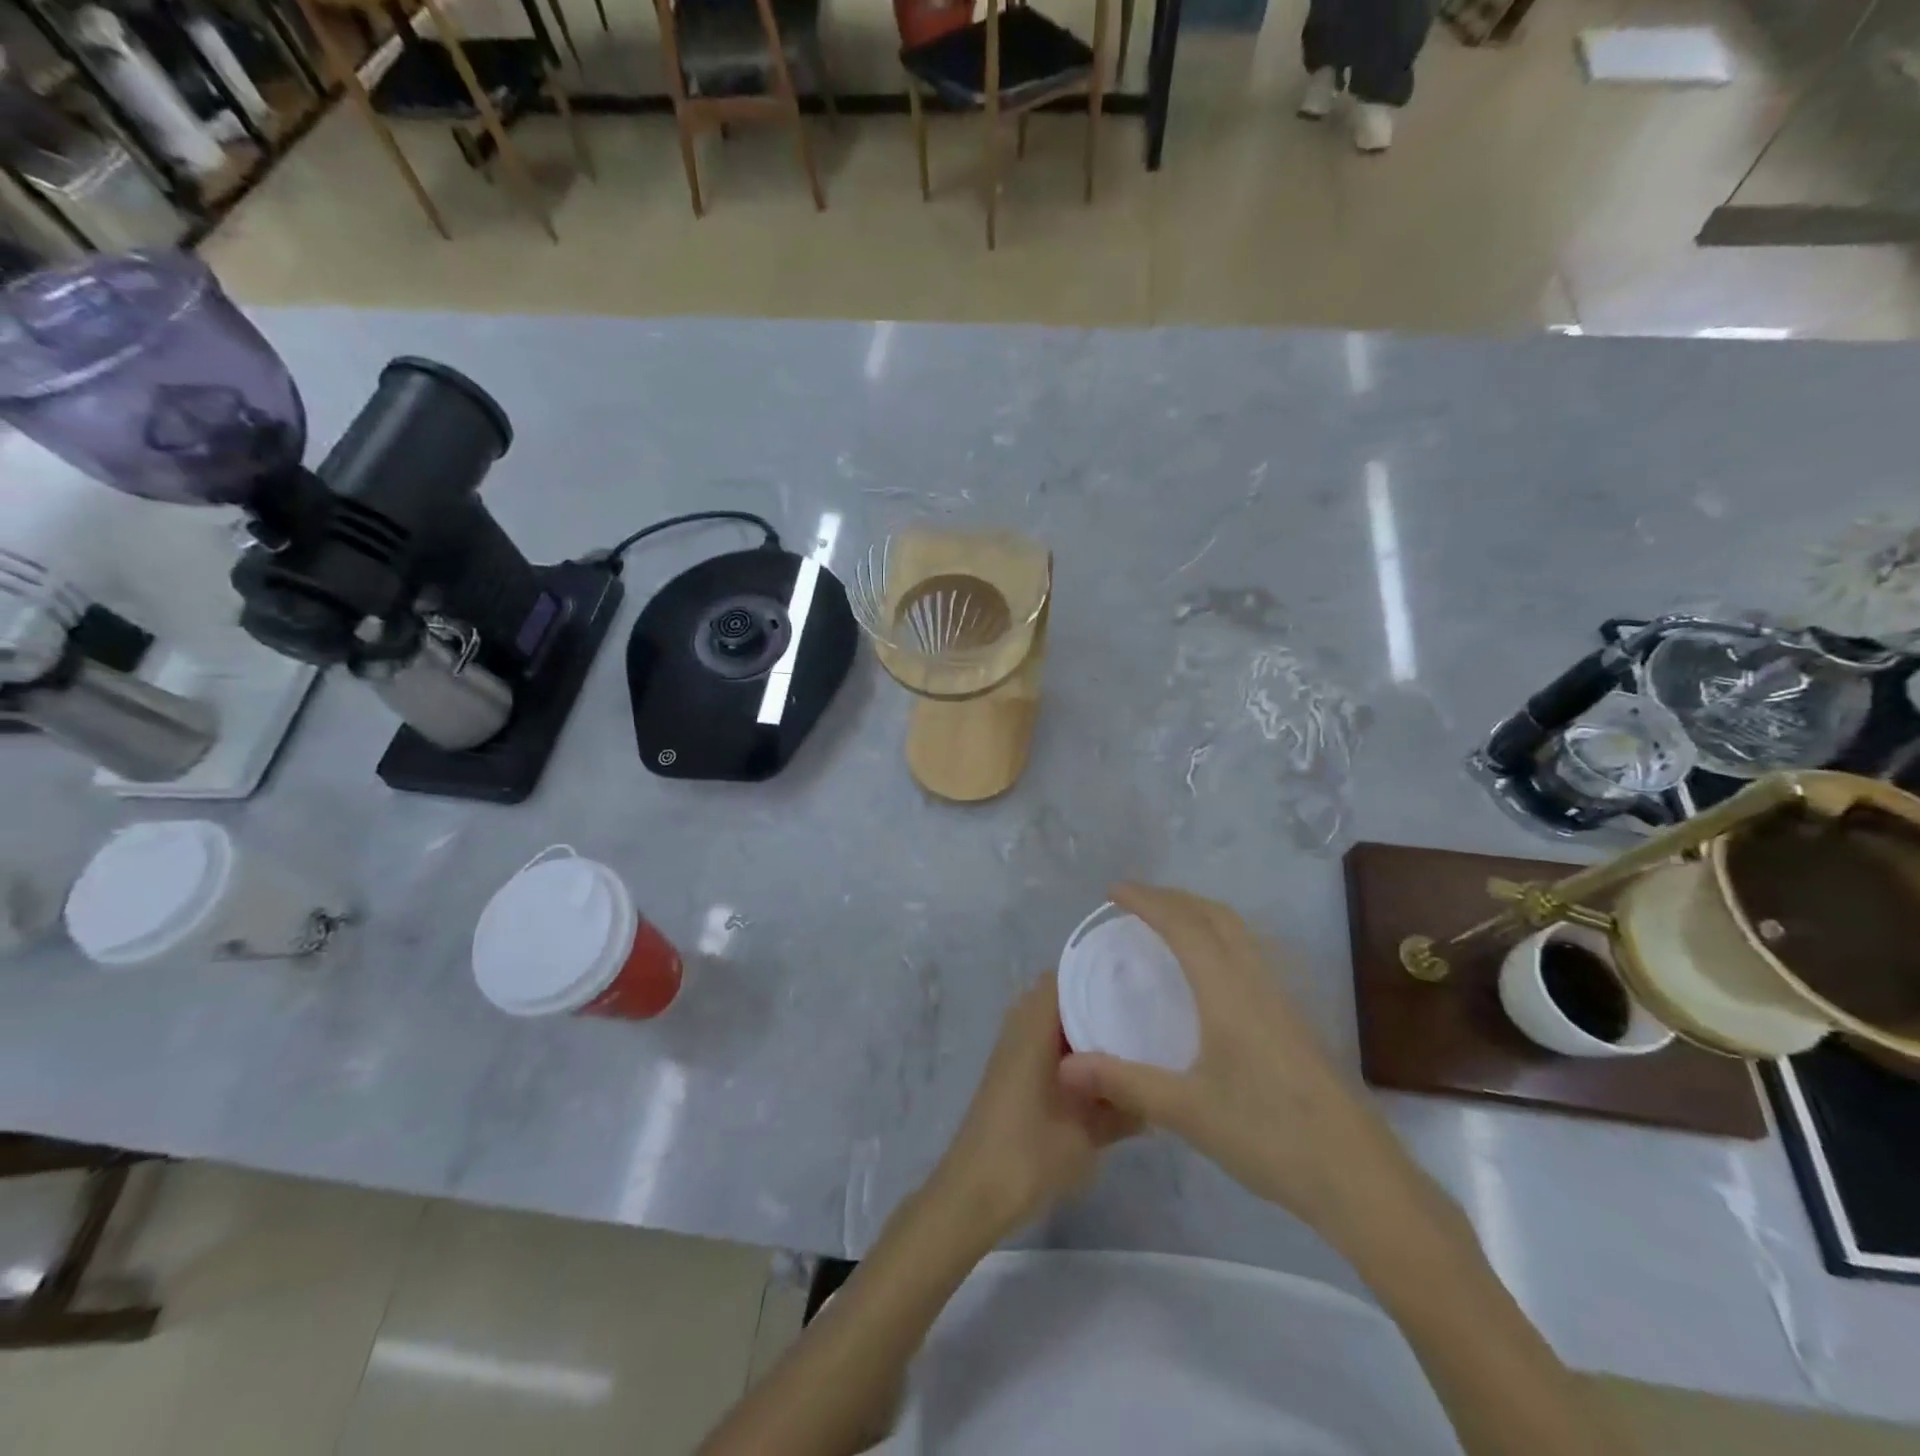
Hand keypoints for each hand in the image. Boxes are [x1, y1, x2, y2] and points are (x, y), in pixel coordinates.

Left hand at [930, 973, 1137, 1247]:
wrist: (974, 1192)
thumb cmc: (1030, 1154)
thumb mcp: (1087, 1132)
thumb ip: (1124, 1107)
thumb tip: (1158, 1092)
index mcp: (1035, 1025)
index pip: (1068, 976)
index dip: (1102, 974)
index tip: (1139, 983)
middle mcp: (1020, 1026)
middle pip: (1063, 997)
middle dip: (1099, 1004)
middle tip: (1144, 1015)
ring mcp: (1013, 1050)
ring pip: (1054, 1023)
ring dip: (1085, 1031)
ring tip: (1132, 1043)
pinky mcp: (1011, 1074)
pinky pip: (1045, 1044)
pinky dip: (1071, 1051)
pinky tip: (1104, 1076)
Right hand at [1057, 883, 1416, 1234]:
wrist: (1357, 1176)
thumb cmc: (1268, 1135)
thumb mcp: (1187, 1111)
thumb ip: (1124, 1082)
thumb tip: (1065, 1065)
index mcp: (1227, 990)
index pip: (1183, 925)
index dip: (1147, 901)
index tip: (1113, 891)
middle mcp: (1256, 981)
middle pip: (1215, 915)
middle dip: (1173, 898)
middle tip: (1134, 902)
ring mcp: (1281, 998)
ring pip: (1238, 932)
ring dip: (1199, 914)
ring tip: (1167, 924)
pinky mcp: (1293, 1020)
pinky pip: (1250, 954)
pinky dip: (1220, 938)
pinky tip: (1210, 972)